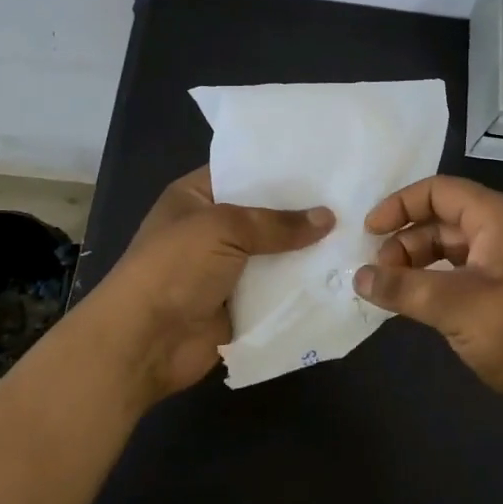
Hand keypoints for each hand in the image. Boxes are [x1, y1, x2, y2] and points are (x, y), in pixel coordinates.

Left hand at [92, 167, 332, 403]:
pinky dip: (301, 285)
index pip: (243, 171)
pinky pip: (277, 289)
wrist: (144, 342)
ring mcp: (226, 268)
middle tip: (352, 196)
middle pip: (264, 214)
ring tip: (358, 232)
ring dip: (306, 250)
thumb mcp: (223, 228)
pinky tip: (341, 273)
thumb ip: (276, 223)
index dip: (279, 168)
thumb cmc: (174, 268)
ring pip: (275, 253)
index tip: (324, 161)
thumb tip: (328, 218)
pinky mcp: (240, 304)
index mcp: (196, 197)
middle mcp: (211, 229)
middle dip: (302, 210)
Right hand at [356, 175, 502, 446]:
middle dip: (406, 241)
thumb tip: (358, 277)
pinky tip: (420, 308)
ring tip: (391, 293)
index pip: (438, 191)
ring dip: (419, 266)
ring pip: (454, 251)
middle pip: (444, 220)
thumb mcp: (457, 307)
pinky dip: (438, 286)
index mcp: (498, 218)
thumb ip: (403, 289)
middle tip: (375, 273)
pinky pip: (466, 278)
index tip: (367, 233)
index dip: (399, 205)